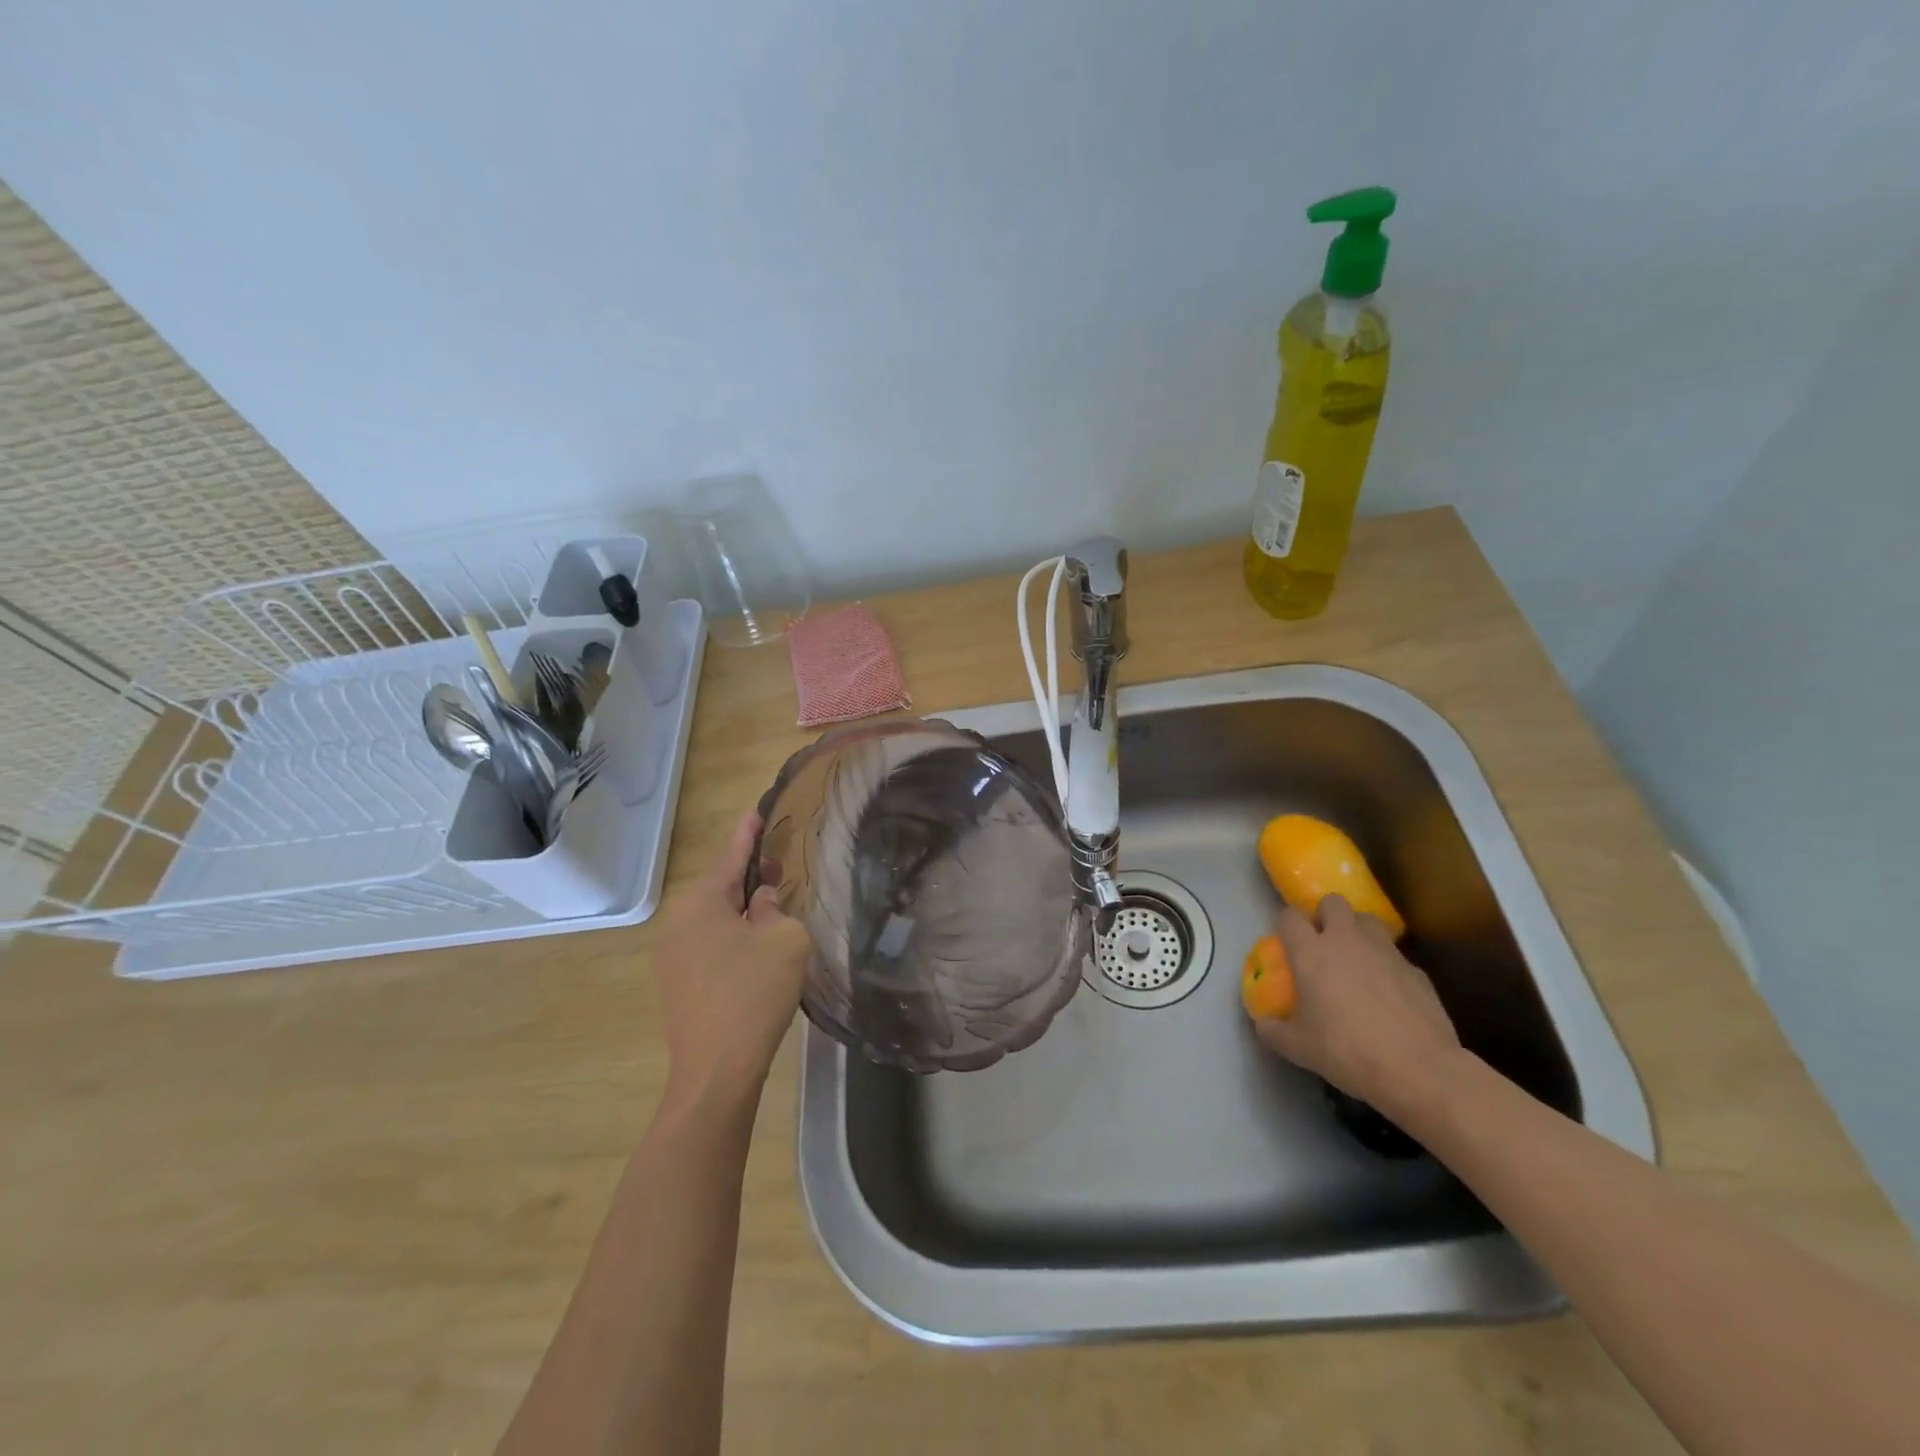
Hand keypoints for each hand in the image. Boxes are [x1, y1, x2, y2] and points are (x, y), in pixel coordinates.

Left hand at [651, 810, 811, 1114]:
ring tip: (774, 907)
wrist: (717, 1070)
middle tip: (779, 867)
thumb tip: (760, 903)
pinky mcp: (676, 979)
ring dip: (743, 908)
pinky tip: (756, 945)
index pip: (730, 856)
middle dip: (750, 876)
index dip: (748, 833)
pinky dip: (732, 933)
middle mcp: (677, 920)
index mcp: (700, 902)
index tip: (757, 810)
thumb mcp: (784, 940)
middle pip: (720, 886)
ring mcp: (671, 952)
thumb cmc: (754, 994)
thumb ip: (776, 908)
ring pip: (714, 915)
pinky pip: (707, 940)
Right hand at [1253, 894, 1461, 1114]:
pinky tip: (1388, 992)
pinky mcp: (1415, 969)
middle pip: (1333, 902)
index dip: (1287, 924)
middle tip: (1324, 942)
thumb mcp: (1297, 1047)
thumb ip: (1273, 1030)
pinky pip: (1394, 954)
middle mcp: (1346, 940)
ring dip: (1358, 931)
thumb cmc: (1346, 1051)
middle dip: (1326, 914)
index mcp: (1311, 952)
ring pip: (1368, 919)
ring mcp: (1384, 951)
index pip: (1290, 916)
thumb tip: (1263, 1024)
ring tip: (1356, 958)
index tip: (1288, 941)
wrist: (1418, 1069)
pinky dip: (1386, 964)